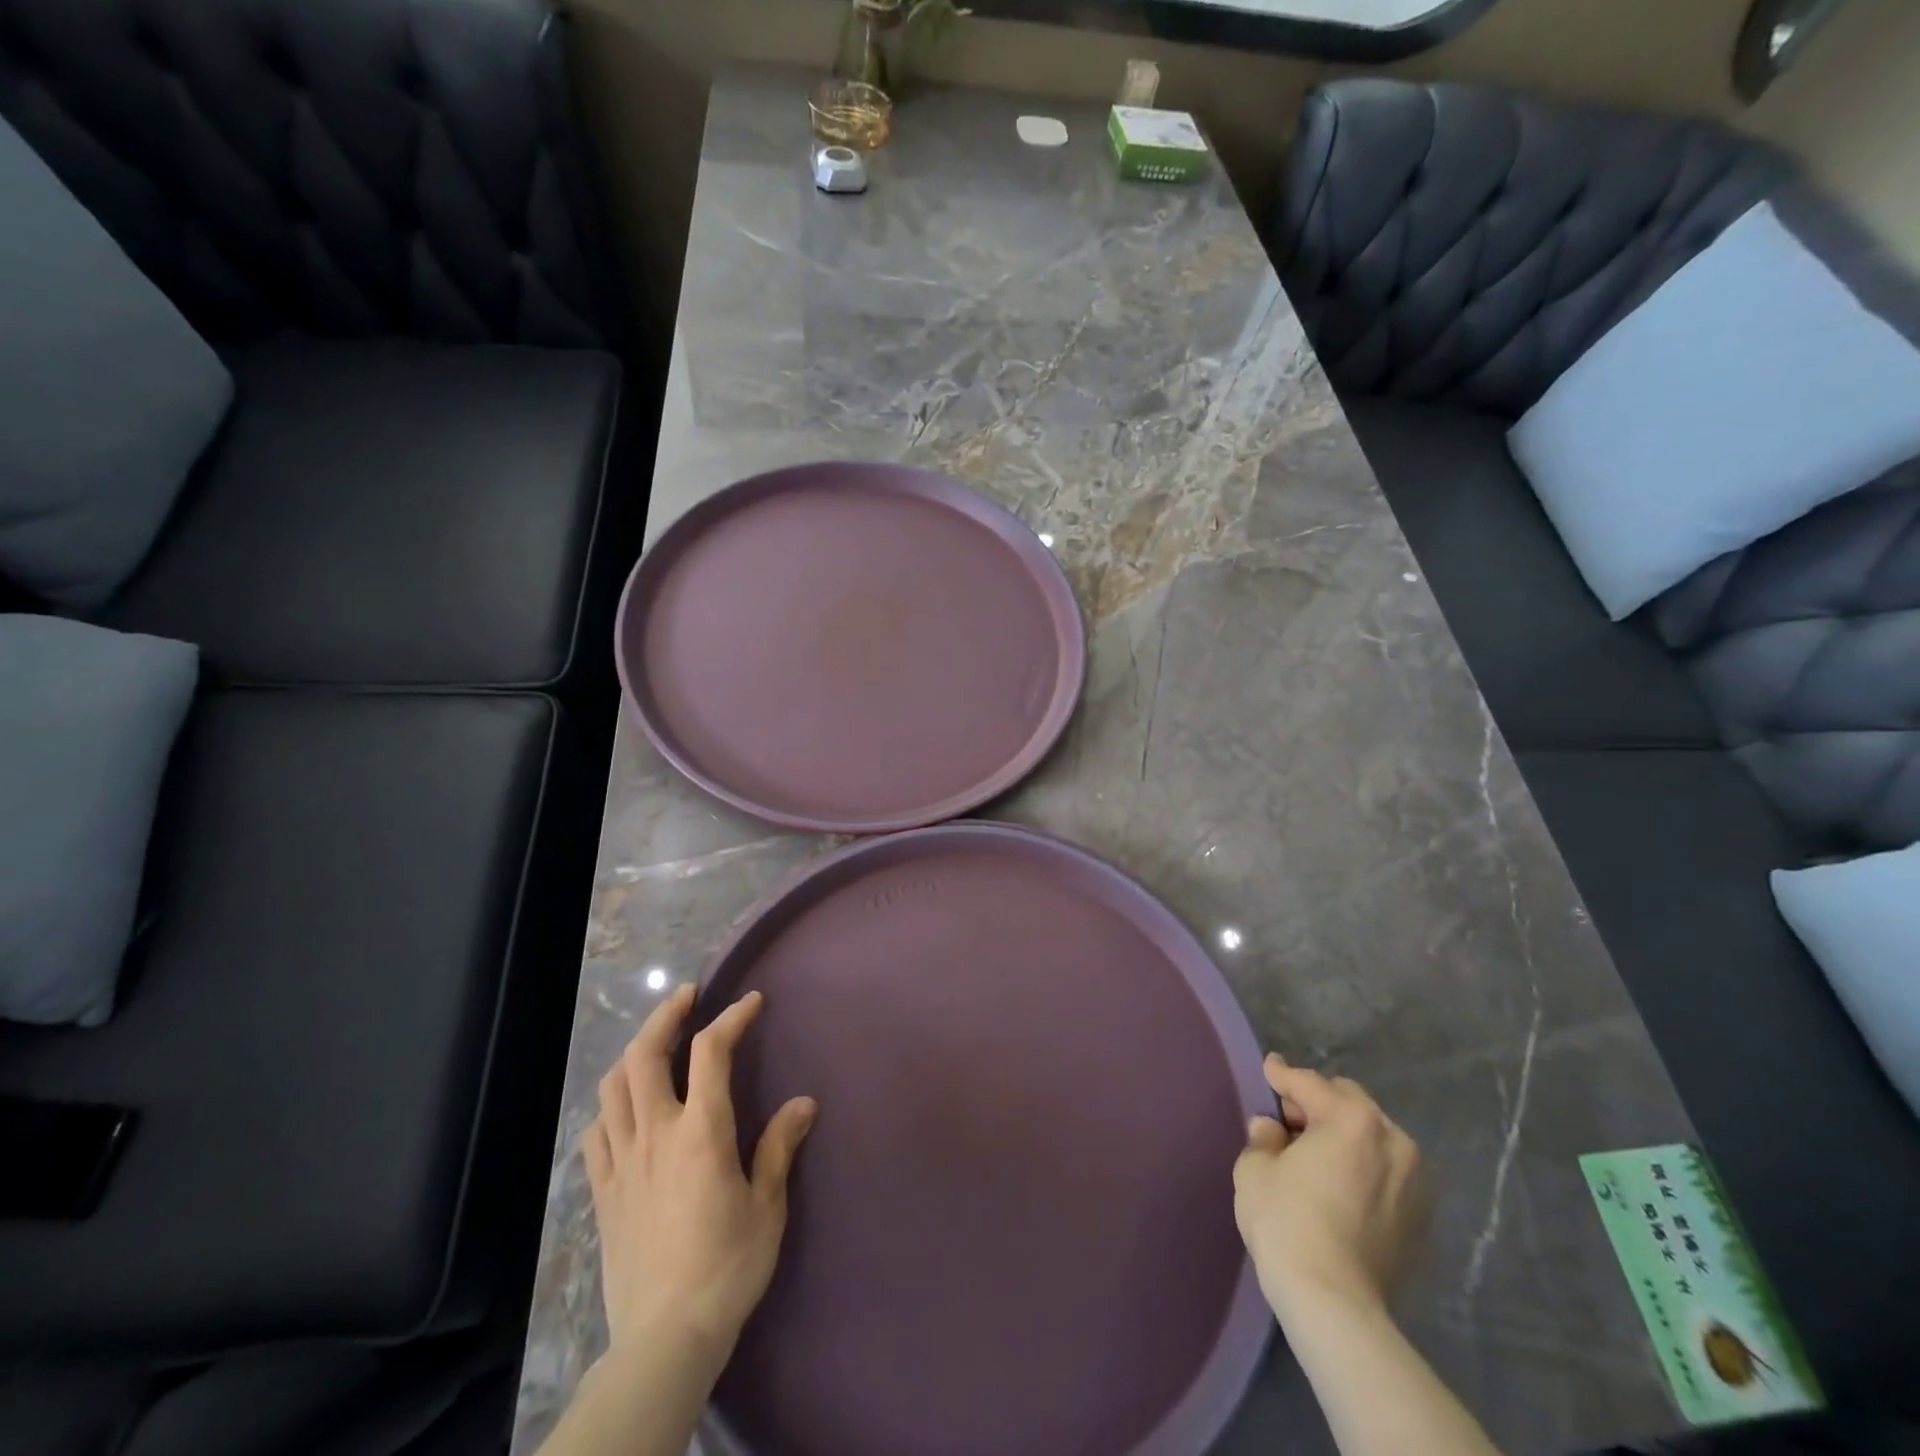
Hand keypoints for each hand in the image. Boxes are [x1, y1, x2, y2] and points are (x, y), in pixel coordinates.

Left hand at [582, 985, 816, 1366]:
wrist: (665, 1337)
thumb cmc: (727, 1266)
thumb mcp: (766, 1206)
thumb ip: (779, 1147)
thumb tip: (804, 1102)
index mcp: (701, 1133)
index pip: (711, 1052)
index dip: (732, 1018)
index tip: (751, 1002)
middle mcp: (656, 1134)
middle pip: (646, 1054)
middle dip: (665, 1015)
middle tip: (686, 997)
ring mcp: (622, 1161)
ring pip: (614, 1086)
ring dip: (635, 1051)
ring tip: (656, 1041)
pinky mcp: (603, 1190)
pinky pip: (596, 1131)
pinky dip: (610, 1104)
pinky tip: (625, 1106)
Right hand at [1232, 1054, 1425, 1321]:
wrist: (1335, 1305)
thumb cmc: (1287, 1223)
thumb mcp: (1255, 1169)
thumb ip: (1263, 1138)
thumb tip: (1272, 1130)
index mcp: (1351, 1119)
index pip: (1309, 1084)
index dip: (1283, 1075)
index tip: (1270, 1067)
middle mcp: (1391, 1140)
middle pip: (1349, 1102)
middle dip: (1318, 1103)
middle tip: (1289, 1120)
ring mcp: (1413, 1181)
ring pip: (1372, 1136)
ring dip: (1344, 1135)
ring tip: (1316, 1154)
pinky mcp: (1420, 1217)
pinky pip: (1386, 1171)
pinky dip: (1363, 1167)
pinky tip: (1340, 1185)